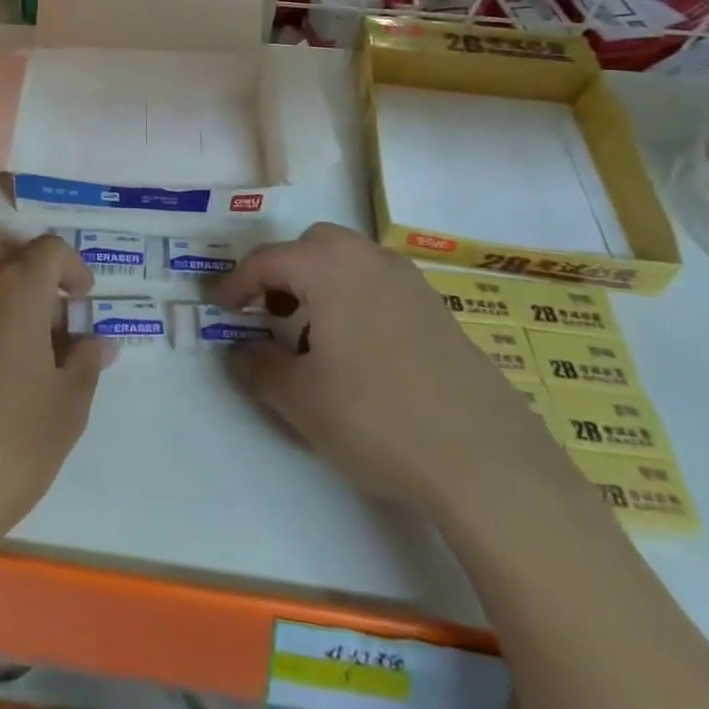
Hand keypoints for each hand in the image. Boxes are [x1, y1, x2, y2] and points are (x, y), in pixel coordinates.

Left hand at [0, 232, 111, 555]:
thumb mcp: (66, 408)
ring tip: (24, 343)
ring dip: (4, 291)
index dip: (73, 267)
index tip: (83, 300)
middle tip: (56, 321)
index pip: (48, 249)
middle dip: (37, 275)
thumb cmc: (7, 445)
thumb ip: (85, 364)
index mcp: (16, 287)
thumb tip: (98, 343)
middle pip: (9, 252)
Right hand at [215, 223, 571, 515]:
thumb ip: (258, 367)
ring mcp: (411, 283)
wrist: (487, 461)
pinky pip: (380, 287)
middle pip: (312, 247)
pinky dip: (354, 302)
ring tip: (313, 339)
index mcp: (329, 267)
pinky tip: (360, 355)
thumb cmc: (377, 418)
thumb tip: (242, 351)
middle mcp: (369, 260)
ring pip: (349, 264)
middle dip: (283, 274)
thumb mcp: (300, 400)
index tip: (220, 307)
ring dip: (320, 287)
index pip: (267, 260)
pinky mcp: (439, 311)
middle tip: (269, 313)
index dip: (236, 283)